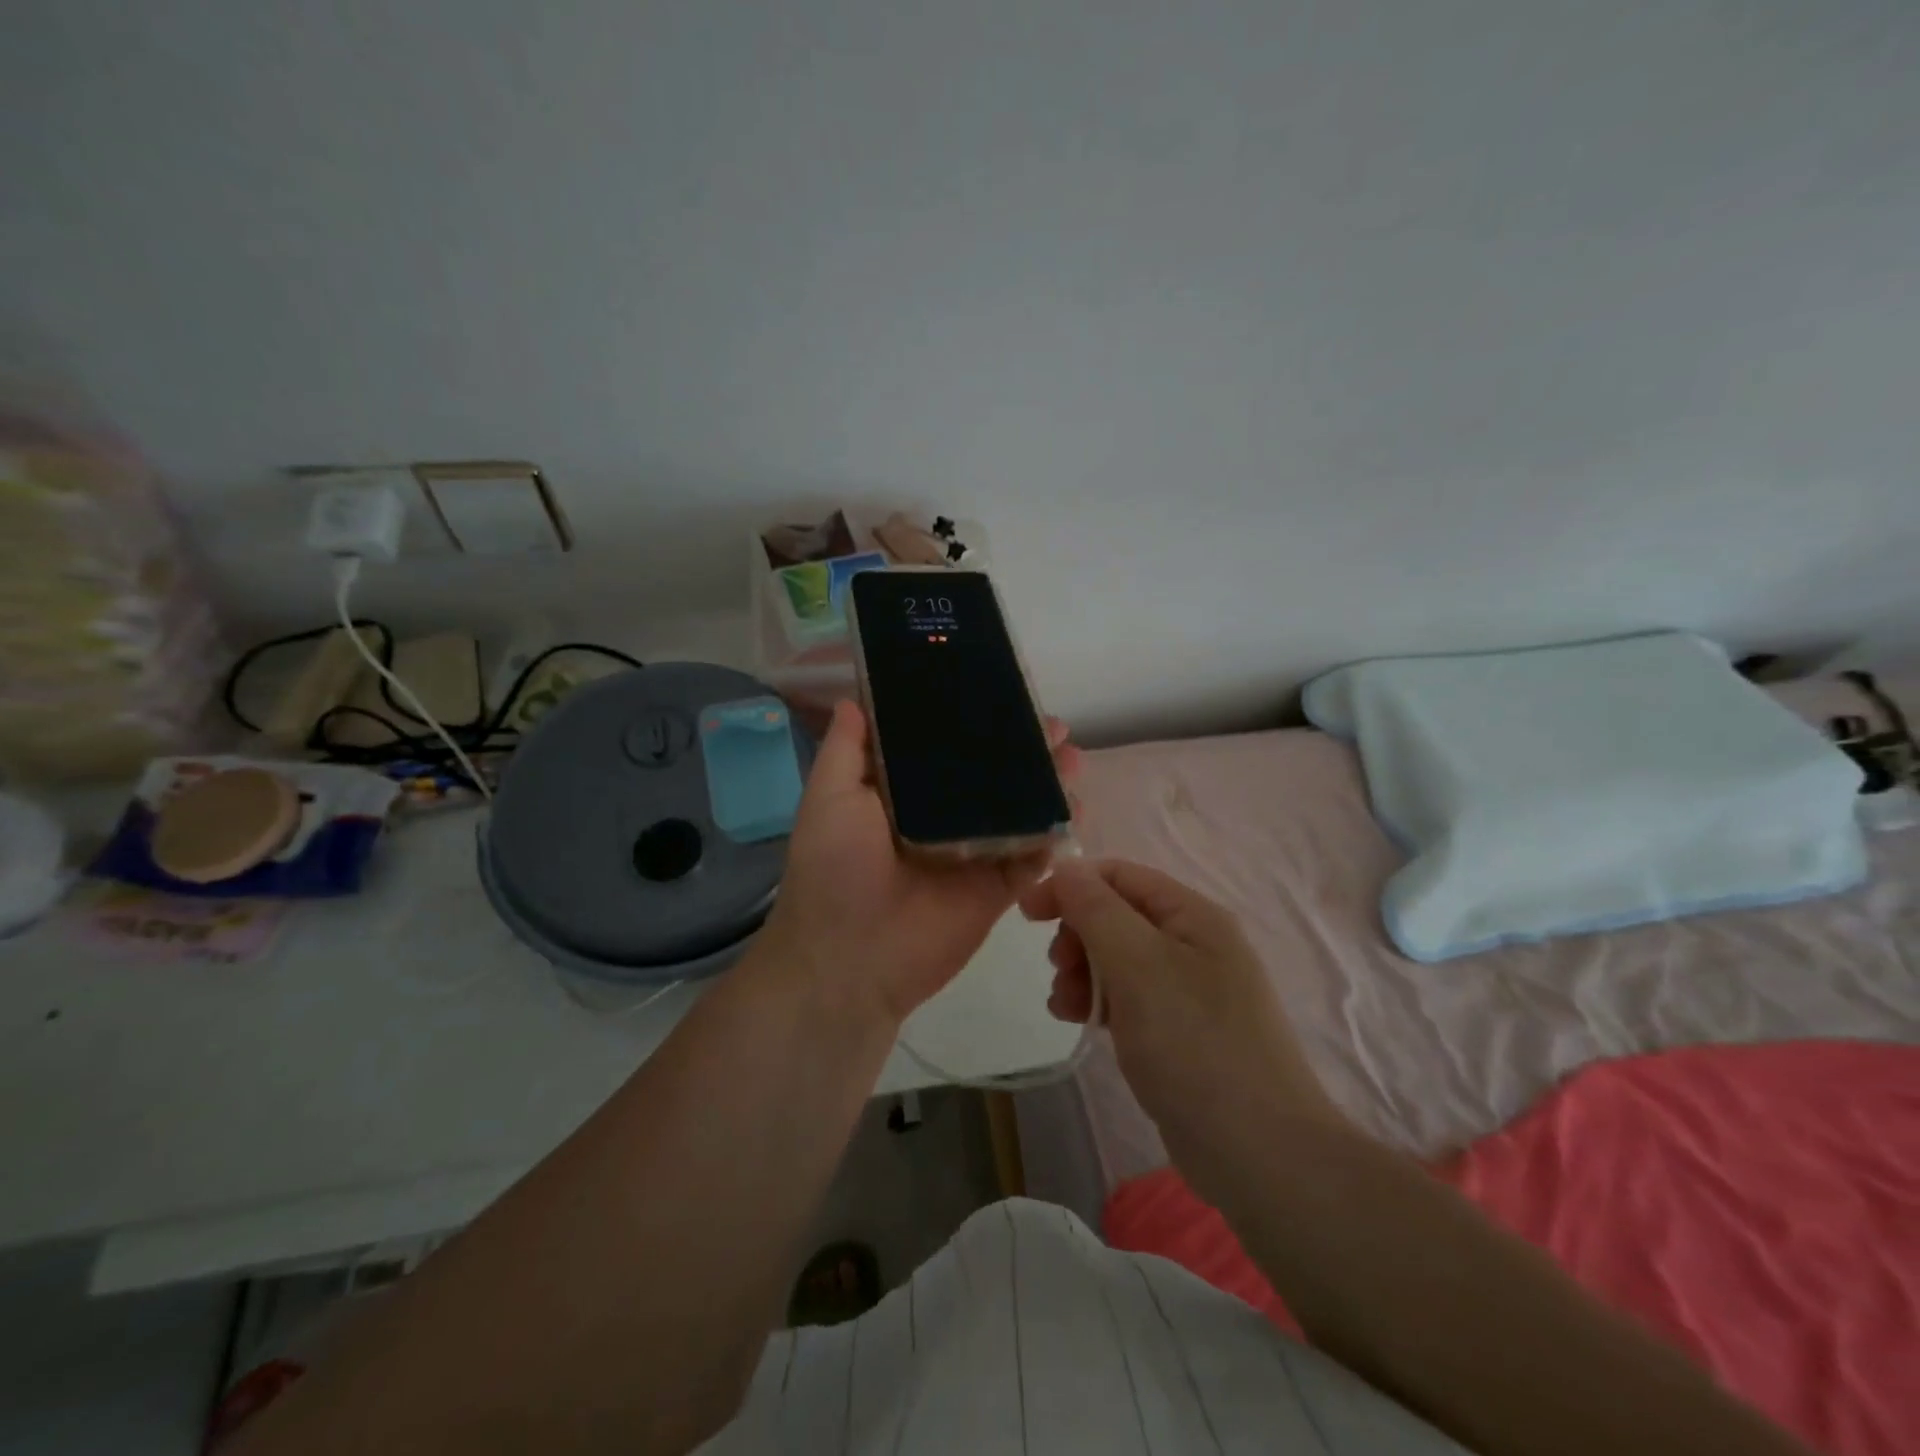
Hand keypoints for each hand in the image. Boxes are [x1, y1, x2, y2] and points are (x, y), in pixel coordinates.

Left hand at [754, 699, 1081, 1027]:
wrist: (850, 961)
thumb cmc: (834, 870)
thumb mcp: (829, 797)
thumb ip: (846, 750)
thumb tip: (853, 698)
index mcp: (903, 795)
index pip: (945, 748)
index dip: (973, 722)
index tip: (1003, 694)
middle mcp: (942, 818)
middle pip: (992, 776)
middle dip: (1024, 750)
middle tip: (1055, 727)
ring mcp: (974, 853)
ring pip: (1019, 810)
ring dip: (1048, 784)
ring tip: (1074, 759)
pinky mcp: (997, 888)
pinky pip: (1033, 856)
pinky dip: (1056, 833)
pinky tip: (1077, 807)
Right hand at [1019, 858, 1339, 1200]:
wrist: (1258, 1154)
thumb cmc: (1194, 1044)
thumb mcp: (1138, 964)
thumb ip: (1096, 909)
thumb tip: (1065, 867)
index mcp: (1192, 915)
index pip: (1119, 875)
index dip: (1070, 885)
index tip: (1027, 914)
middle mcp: (1193, 943)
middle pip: (1116, 915)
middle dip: (1077, 935)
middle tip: (1058, 968)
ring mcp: (1189, 990)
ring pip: (1117, 959)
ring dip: (1081, 972)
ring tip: (1063, 1005)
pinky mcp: (1179, 1031)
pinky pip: (1128, 998)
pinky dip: (1098, 1002)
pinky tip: (1078, 1022)